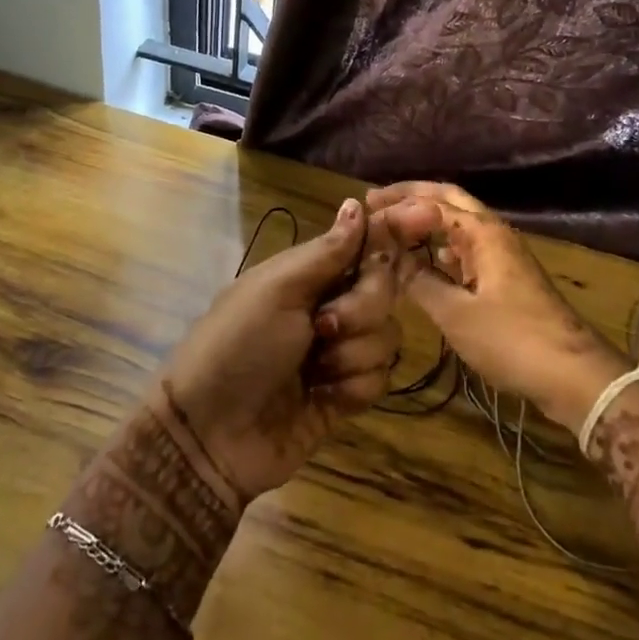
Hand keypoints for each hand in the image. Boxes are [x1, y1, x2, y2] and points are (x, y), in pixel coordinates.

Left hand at [162, 198, 402, 502]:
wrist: (211, 435)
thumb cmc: (238, 346)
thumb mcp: (275, 290)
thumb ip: (326, 252)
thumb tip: (357, 203)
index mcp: (308, 274)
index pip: (363, 243)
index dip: (393, 231)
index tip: (428, 216)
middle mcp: (329, 306)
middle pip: (383, 289)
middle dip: (361, 308)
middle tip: (323, 326)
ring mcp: (340, 352)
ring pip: (387, 336)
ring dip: (352, 354)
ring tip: (313, 370)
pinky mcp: (347, 394)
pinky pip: (381, 377)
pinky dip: (353, 386)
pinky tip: (322, 396)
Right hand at [370, 182, 627, 432]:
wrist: (573, 375)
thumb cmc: (512, 340)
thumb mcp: (456, 314)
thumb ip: (419, 282)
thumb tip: (390, 260)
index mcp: (484, 233)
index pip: (434, 203)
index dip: (398, 205)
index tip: (365, 211)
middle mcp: (494, 234)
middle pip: (449, 201)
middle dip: (412, 198)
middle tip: (375, 201)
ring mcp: (503, 256)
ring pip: (459, 225)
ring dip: (426, 221)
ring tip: (392, 228)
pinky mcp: (506, 278)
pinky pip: (467, 249)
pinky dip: (441, 247)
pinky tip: (425, 262)